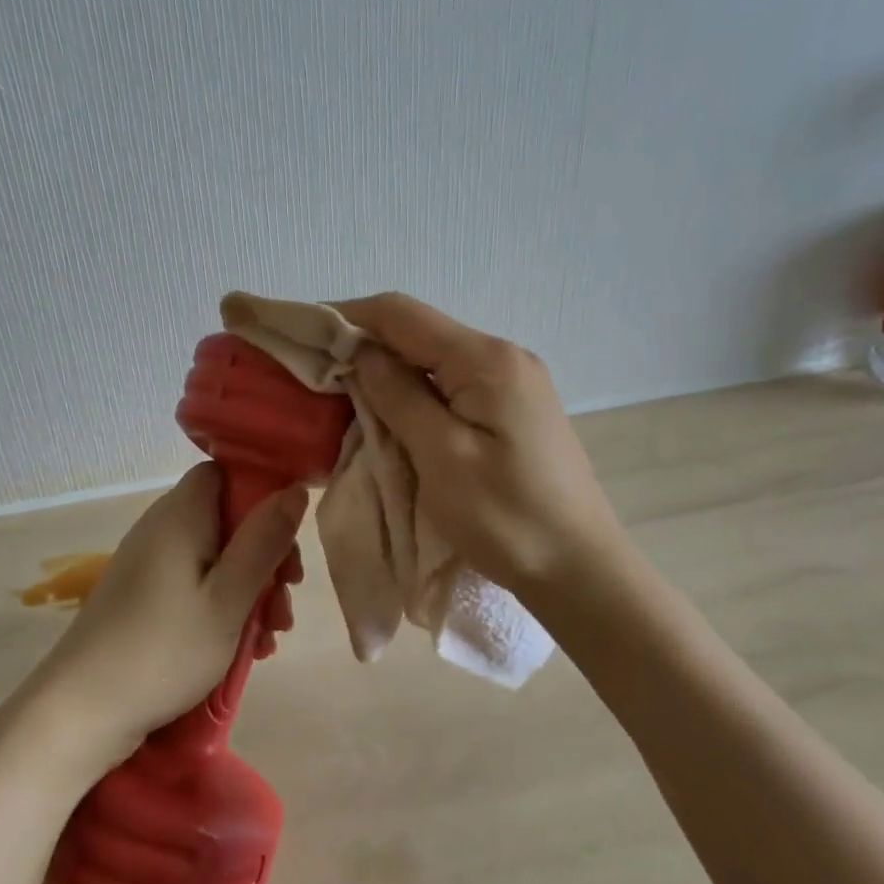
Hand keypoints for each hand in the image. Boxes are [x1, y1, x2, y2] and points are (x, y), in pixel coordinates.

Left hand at [34, 464, 307, 761]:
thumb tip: (295, 488)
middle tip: (286, 597)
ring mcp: (150, 562)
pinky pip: (195, 582)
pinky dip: (223, 604)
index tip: (286, 535)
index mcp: (181, 514)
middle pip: (227, 518)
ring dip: (250, 587)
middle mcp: (162, 527)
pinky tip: (245, 646)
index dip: (261, 493)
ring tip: (272, 634)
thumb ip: (265, 540)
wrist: (82, 709)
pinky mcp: (143, 594)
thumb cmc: (165, 648)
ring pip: (216, 556)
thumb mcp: (230, 597)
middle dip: (265, 554)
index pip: (226, 473)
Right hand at [335, 293, 619, 596]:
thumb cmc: (507, 518)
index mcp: (485, 360)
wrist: (580, 569)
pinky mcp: (512, 408)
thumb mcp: (441, 456)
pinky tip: (391, 415)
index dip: (347, 317)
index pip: (401, 314)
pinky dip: (413, 393)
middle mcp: (502, 356)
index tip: (303, 335)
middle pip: (417, 332)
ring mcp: (512, 381)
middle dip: (363, 346)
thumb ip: (399, 396)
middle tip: (316, 375)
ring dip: (387, 372)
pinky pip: (450, 384)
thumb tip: (360, 351)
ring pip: (432, 358)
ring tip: (344, 397)